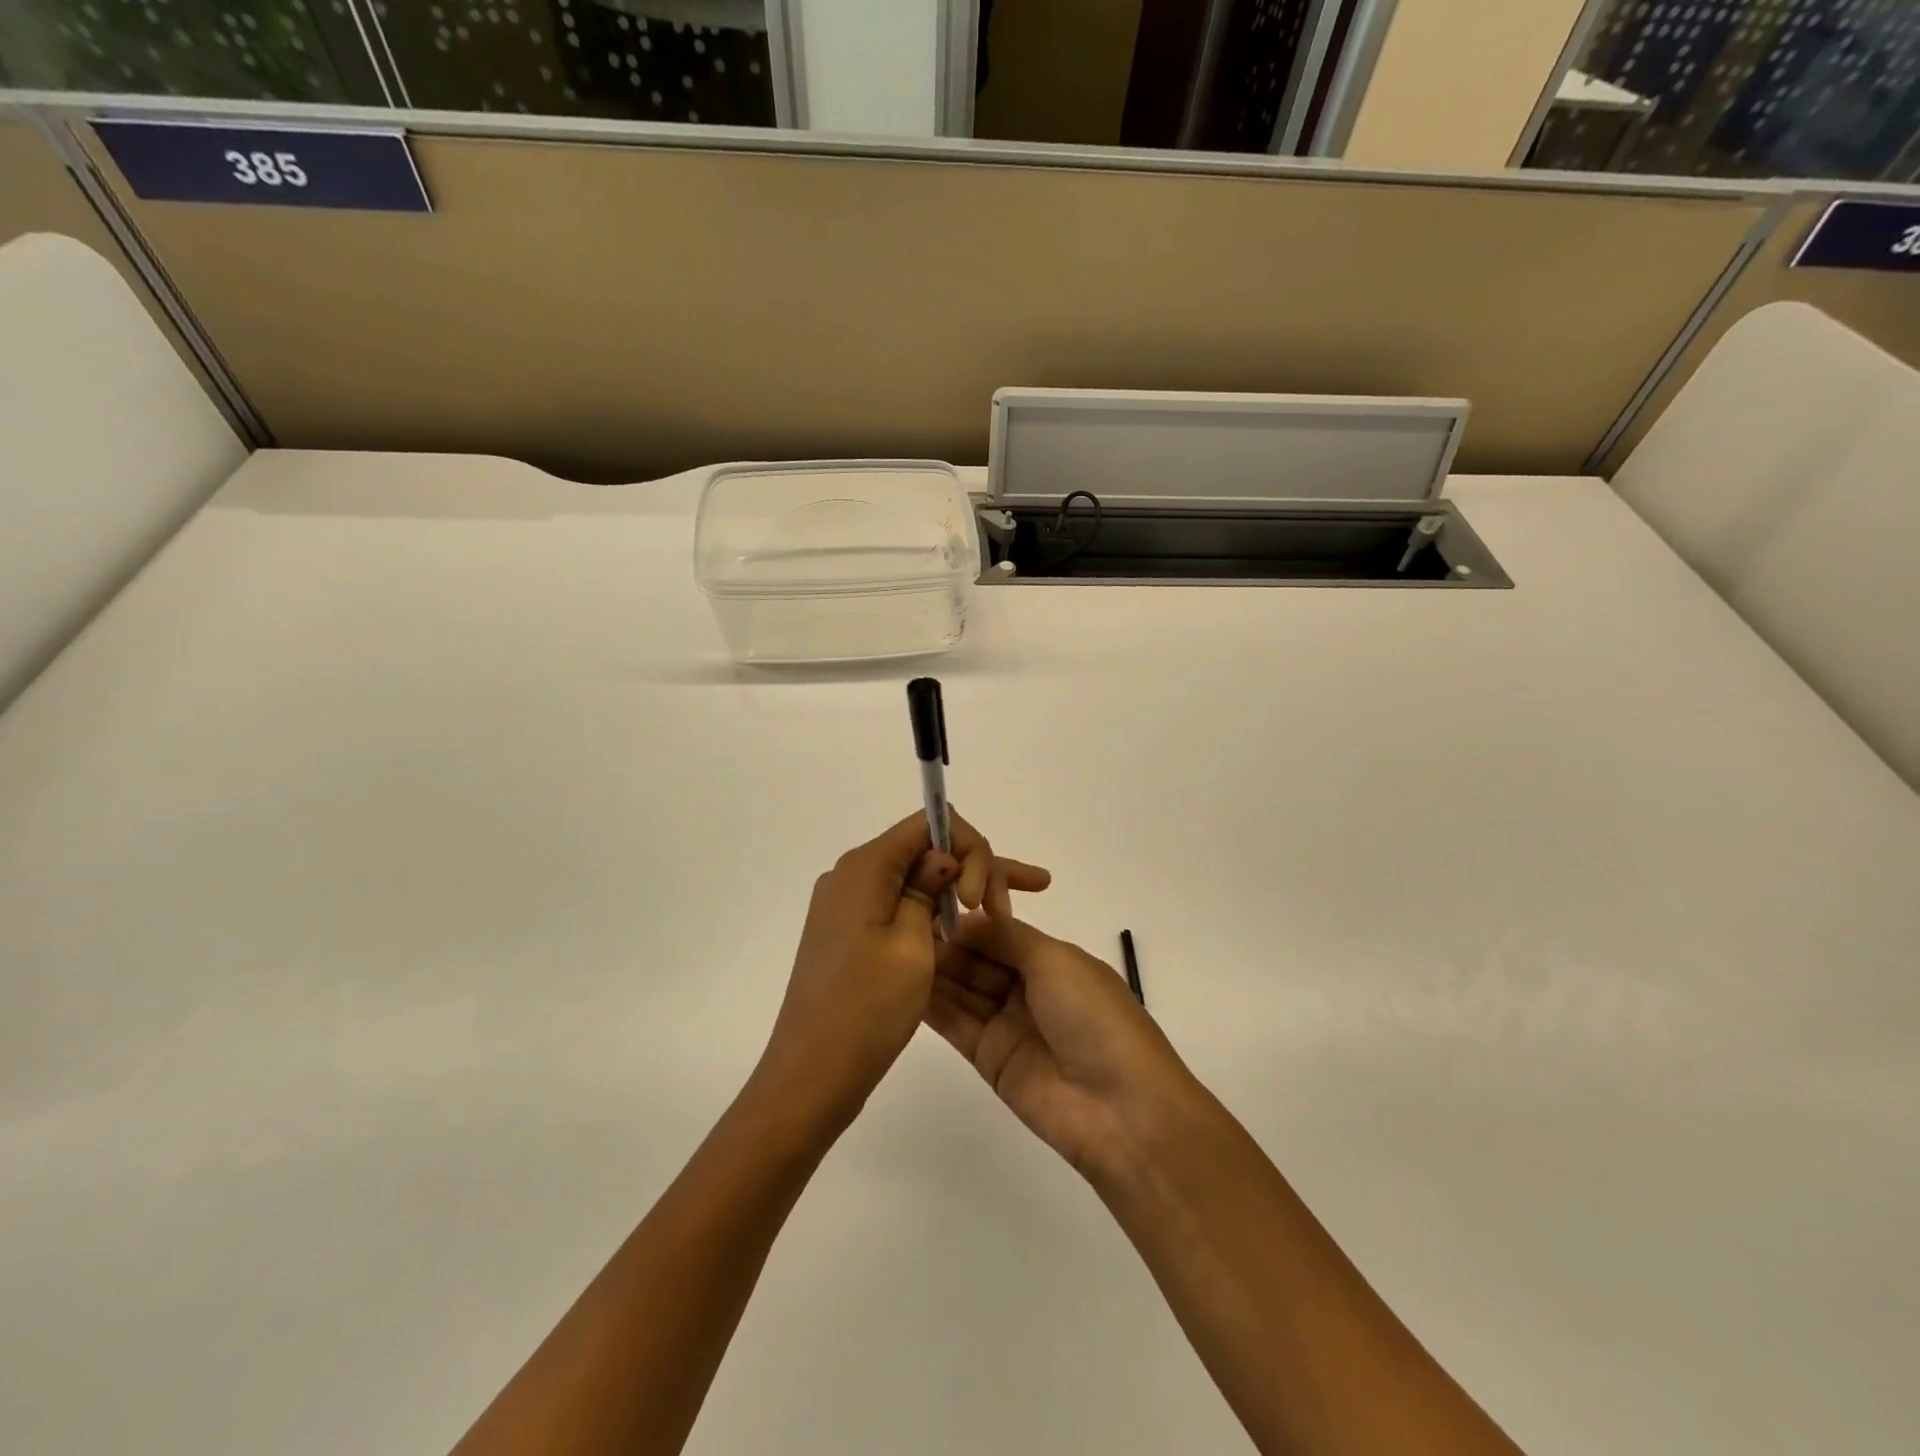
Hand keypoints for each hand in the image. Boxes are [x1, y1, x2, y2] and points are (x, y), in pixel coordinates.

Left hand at [758, 812, 1050, 1128]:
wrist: (810, 1076)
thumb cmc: (866, 1009)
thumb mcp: (912, 945)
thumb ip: (929, 888)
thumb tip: (942, 857)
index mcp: (864, 867)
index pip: (927, 823)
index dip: (968, 847)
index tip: (980, 899)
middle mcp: (851, 876)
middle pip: (923, 849)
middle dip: (971, 869)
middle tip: (1006, 914)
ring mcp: (847, 907)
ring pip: (915, 880)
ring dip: (956, 893)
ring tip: (1001, 919)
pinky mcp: (850, 934)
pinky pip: (899, 907)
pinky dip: (933, 914)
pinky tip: (963, 934)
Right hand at [924, 916, 1203, 1179]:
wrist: (1119, 1108)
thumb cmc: (1093, 1016)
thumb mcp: (1055, 960)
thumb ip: (1006, 936)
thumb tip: (966, 919)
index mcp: (1053, 960)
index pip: (1000, 933)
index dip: (967, 922)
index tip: (928, 905)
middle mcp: (1029, 989)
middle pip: (979, 960)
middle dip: (946, 944)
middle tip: (900, 926)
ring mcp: (1008, 1025)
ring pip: (964, 991)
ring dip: (935, 972)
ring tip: (891, 949)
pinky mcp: (990, 1060)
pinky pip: (957, 1025)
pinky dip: (932, 1006)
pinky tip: (901, 985)